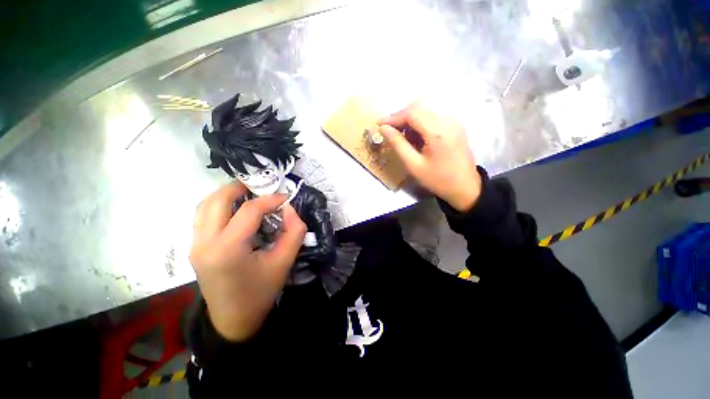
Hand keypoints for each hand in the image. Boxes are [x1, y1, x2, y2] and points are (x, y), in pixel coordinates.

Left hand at [190, 182, 305, 341]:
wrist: (233, 320)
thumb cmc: (261, 292)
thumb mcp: (285, 261)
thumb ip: (294, 231)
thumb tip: (288, 208)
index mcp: (228, 249)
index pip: (249, 210)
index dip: (270, 199)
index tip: (285, 197)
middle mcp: (205, 243)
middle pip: (217, 200)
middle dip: (240, 187)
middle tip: (261, 186)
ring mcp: (195, 245)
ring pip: (205, 205)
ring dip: (227, 194)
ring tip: (249, 193)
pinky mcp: (195, 248)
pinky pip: (203, 216)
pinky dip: (220, 205)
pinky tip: (236, 209)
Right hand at [378, 101, 481, 211]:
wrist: (465, 187)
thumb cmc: (437, 179)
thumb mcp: (413, 165)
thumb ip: (398, 145)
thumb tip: (384, 129)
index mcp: (437, 132)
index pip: (411, 113)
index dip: (393, 117)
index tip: (379, 124)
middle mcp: (448, 121)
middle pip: (419, 108)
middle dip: (401, 118)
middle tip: (390, 131)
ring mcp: (454, 121)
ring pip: (426, 111)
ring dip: (410, 120)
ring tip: (403, 137)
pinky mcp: (456, 125)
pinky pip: (434, 116)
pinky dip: (421, 123)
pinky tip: (417, 137)